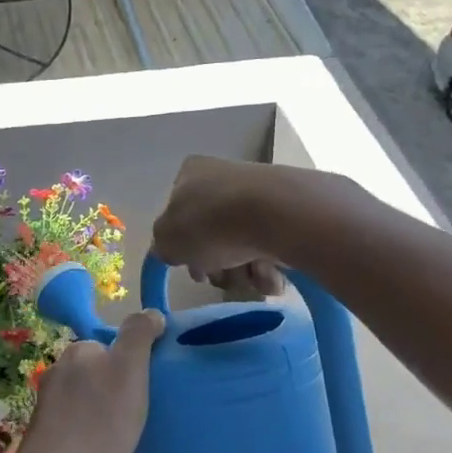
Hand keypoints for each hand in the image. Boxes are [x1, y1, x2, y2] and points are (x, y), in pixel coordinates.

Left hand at [14, 310, 163, 452]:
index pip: (112, 346)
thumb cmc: (98, 420)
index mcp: (79, 350)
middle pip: (99, 372)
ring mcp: (48, 401)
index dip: (133, 365)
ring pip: (87, 399)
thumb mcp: (129, 370)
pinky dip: (91, 432)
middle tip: (140, 415)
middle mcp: (59, 368)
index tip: (148, 390)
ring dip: (104, 412)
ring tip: (123, 438)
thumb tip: (151, 312)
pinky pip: (77, 423)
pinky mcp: (45, 431)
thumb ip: (139, 335)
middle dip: (117, 389)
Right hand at [152, 156, 284, 297]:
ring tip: (250, 277)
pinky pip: (271, 248)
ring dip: (242, 272)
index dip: (183, 246)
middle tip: (220, 277)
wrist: (277, 215)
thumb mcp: (168, 239)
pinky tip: (271, 273)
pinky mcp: (289, 213)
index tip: (193, 268)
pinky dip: (268, 267)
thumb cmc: (211, 223)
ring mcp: (259, 194)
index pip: (178, 214)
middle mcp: (224, 178)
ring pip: (242, 246)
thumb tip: (171, 250)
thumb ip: (162, 246)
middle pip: (212, 235)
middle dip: (216, 265)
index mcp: (191, 174)